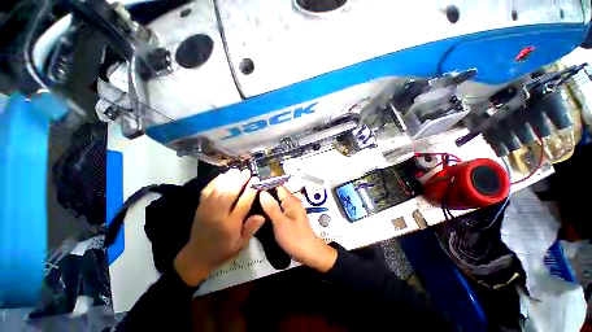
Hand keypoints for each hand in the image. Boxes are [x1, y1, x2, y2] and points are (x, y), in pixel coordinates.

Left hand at [174, 169, 264, 285]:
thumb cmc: (223, 250)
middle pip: (230, 193)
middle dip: (240, 180)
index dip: (251, 190)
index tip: (256, 180)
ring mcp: (207, 209)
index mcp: (230, 224)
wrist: (197, 256)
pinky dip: (214, 182)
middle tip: (247, 171)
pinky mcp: (200, 207)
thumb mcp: (240, 244)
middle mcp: (218, 214)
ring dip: (228, 178)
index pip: (243, 203)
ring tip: (236, 170)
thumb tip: (262, 216)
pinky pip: (207, 191)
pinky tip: (222, 176)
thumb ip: (251, 229)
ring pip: (219, 190)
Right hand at [259, 187, 336, 272]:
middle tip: (250, 194)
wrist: (308, 252)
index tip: (254, 184)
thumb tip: (262, 193)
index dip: (267, 184)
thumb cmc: (295, 238)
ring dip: (268, 200)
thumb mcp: (280, 223)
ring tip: (253, 201)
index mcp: (292, 201)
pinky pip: (279, 208)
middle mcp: (293, 202)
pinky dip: (271, 208)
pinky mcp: (290, 216)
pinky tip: (263, 211)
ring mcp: (292, 209)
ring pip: (278, 200)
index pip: (278, 186)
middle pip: (278, 192)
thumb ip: (271, 207)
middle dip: (265, 192)